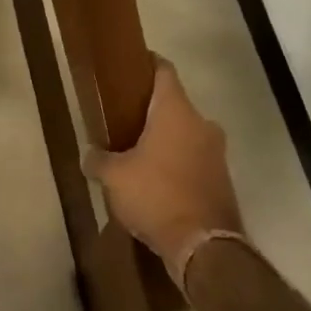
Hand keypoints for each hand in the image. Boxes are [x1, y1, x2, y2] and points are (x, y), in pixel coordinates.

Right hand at [84, 58, 244, 282]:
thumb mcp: (114, 177)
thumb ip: (98, 160)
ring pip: (186, 134)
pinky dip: (178, 164)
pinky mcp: (222, 180)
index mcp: (176, 110)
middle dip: (151, 110)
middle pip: (174, 104)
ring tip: (138, 155)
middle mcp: (201, 123)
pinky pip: (195, 160)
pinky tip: (157, 183)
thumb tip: (89, 155)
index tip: (129, 67)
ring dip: (166, 140)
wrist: (205, 247)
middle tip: (124, 119)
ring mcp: (216, 153)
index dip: (146, 63)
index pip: (163, 69)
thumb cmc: (156, 195)